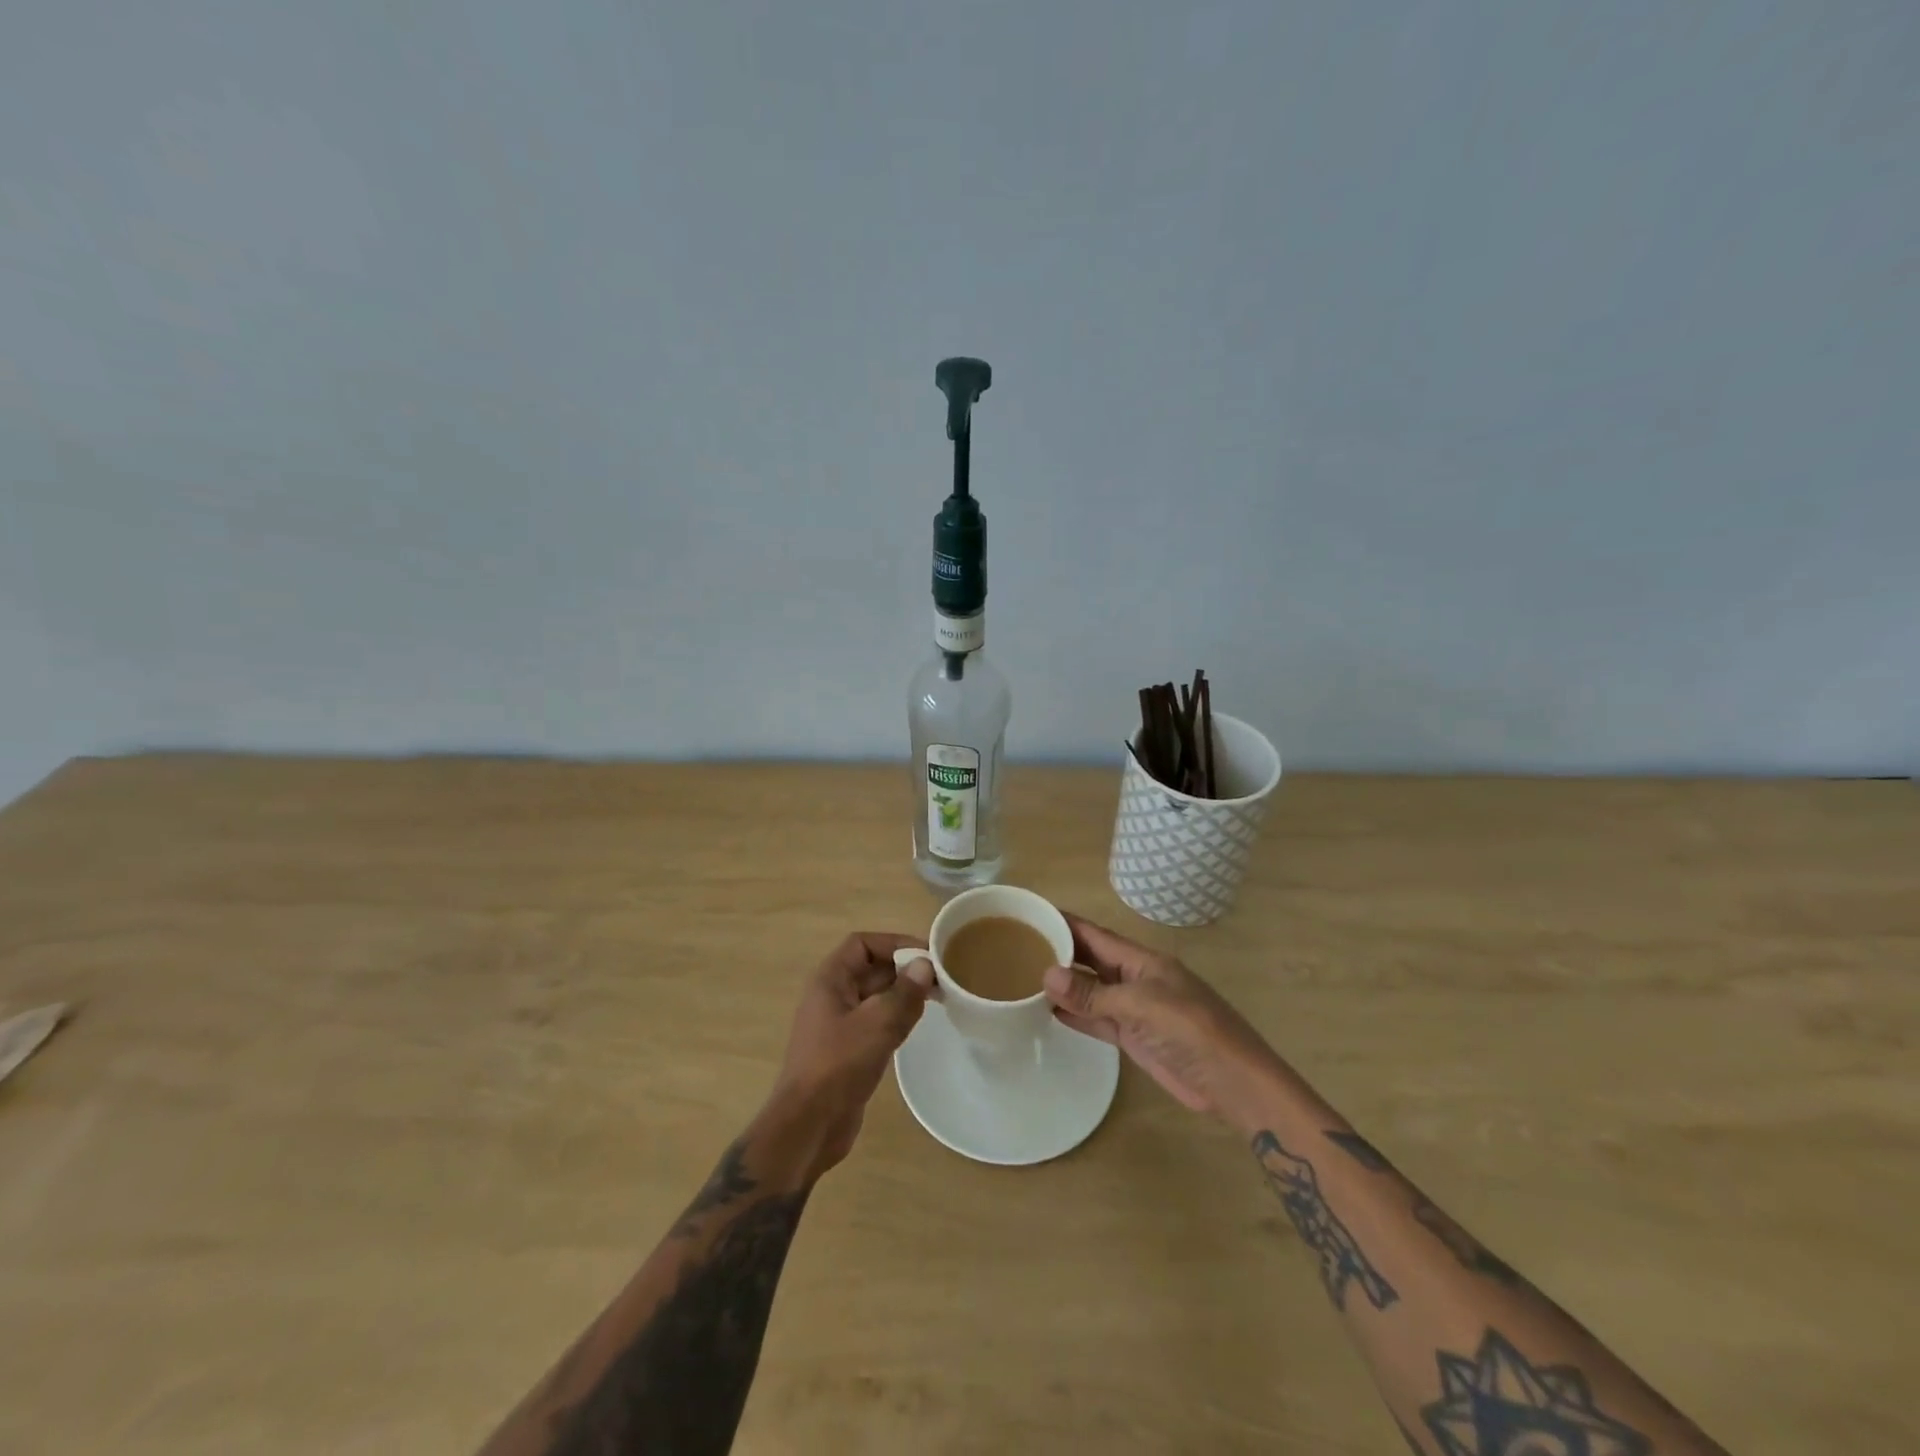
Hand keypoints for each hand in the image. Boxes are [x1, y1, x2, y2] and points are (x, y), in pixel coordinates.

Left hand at [764, 932, 933, 1177]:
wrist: (808, 1126)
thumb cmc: (838, 1065)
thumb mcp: (877, 1024)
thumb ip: (904, 993)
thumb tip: (925, 966)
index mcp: (830, 980)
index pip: (862, 944)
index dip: (894, 943)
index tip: (926, 953)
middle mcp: (831, 996)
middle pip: (870, 968)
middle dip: (903, 969)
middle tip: (940, 977)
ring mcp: (837, 1024)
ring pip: (875, 996)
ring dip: (902, 994)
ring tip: (936, 998)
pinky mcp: (846, 1050)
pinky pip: (874, 1021)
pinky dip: (895, 1018)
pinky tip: (916, 1025)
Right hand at [1043, 913, 1279, 1123]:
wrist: (1233, 1082)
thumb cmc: (1191, 1031)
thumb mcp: (1141, 1006)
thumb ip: (1093, 994)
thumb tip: (1047, 975)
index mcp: (1142, 960)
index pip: (1095, 934)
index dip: (1066, 923)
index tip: (1032, 914)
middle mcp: (1135, 978)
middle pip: (1091, 960)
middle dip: (1060, 951)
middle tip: (1017, 946)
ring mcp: (1134, 1009)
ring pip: (1091, 991)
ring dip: (1064, 986)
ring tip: (1024, 977)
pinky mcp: (1134, 1038)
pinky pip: (1097, 1019)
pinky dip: (1075, 1014)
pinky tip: (1049, 1011)